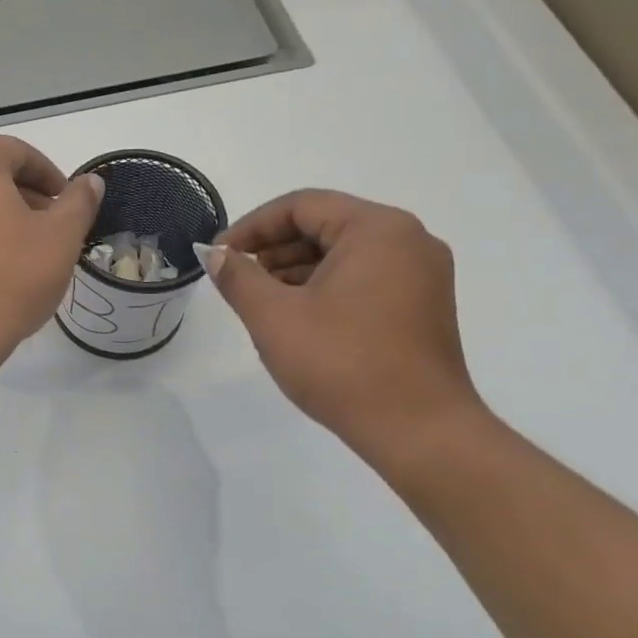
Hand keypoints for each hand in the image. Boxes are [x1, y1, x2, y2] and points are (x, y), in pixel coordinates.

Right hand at [202, 190, 483, 461]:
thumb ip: (238, 277)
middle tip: (236, 278)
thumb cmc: (342, 364)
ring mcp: (421, 274)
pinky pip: (363, 278)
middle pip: (325, 225)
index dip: (252, 227)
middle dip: (273, 249)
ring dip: (295, 269)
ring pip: (343, 253)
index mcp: (377, 230)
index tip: (219, 255)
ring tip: (260, 301)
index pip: (301, 206)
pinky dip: (324, 287)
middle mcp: (408, 240)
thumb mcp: (274, 317)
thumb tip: (216, 254)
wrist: (419, 431)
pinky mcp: (421, 305)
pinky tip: (296, 318)